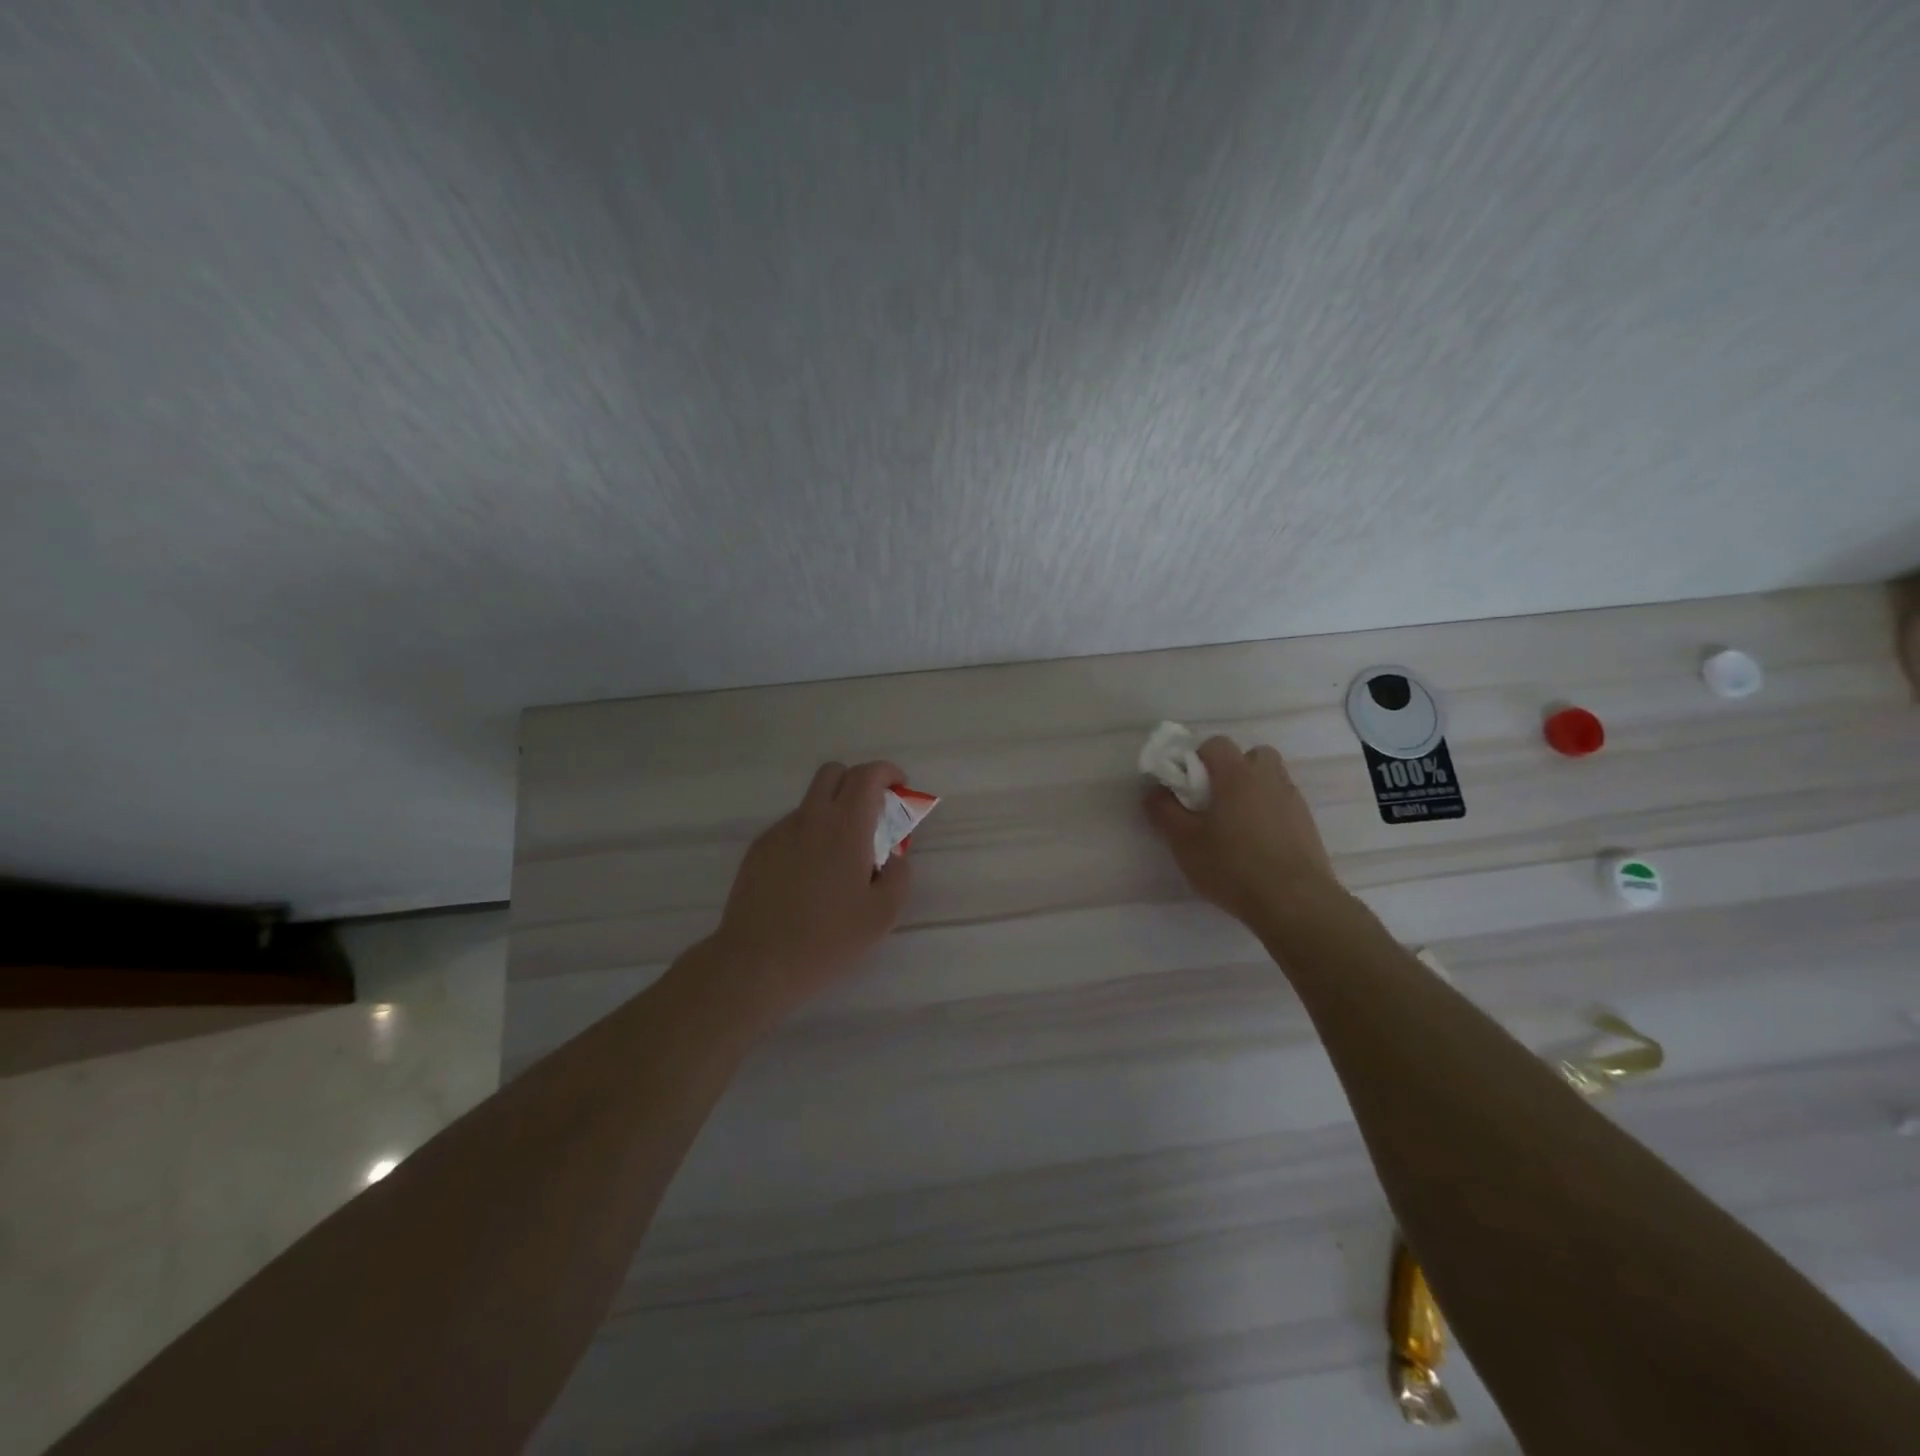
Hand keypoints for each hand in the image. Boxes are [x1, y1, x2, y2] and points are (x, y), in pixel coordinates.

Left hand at [705, 760, 912, 1019]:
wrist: (758, 962)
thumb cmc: (828, 939)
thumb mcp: (883, 914)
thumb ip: (899, 874)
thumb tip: (894, 856)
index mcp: (845, 827)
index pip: (867, 775)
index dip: (888, 773)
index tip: (899, 788)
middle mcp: (810, 818)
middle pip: (834, 773)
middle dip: (857, 782)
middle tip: (872, 814)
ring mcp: (780, 832)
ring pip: (811, 802)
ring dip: (832, 812)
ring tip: (839, 858)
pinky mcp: (759, 850)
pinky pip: (791, 828)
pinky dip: (809, 835)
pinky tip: (809, 876)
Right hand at [1145, 736, 1340, 929]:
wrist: (1294, 902)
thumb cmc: (1232, 865)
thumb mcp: (1183, 841)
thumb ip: (1164, 810)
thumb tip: (1154, 791)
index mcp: (1237, 773)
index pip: (1215, 744)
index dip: (1196, 759)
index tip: (1185, 787)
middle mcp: (1269, 777)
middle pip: (1251, 756)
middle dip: (1231, 771)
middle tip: (1213, 802)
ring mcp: (1293, 800)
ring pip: (1269, 781)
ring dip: (1252, 792)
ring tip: (1234, 826)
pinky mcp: (1307, 825)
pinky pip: (1281, 806)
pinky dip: (1268, 814)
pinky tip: (1255, 845)